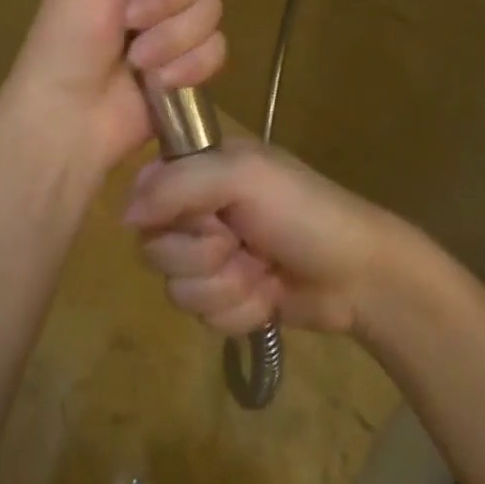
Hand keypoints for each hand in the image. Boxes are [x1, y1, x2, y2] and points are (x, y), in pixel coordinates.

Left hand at [0, 0, 226, 176]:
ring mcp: (176, 31)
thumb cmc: (69, 35)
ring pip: (213, 13)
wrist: (69, 115)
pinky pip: (219, 50)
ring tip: (138, 61)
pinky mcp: (192, 69)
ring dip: (174, 39)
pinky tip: (160, 83)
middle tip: (130, 22)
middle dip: (167, 2)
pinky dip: (189, 67)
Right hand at [122, 138, 400, 334]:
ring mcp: (209, 256)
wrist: (359, 275)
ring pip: (175, 289)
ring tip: (262, 271)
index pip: (142, 192)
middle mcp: (196, 209)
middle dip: (201, 258)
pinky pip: (202, 316)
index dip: (166, 215)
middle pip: (154, 247)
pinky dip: (239, 311)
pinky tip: (269, 296)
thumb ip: (179, 184)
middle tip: (240, 244)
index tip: (203, 217)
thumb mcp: (243, 178)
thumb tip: (125, 215)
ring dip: (226, 287)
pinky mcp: (224, 296)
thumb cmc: (303, 211)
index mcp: (198, 167)